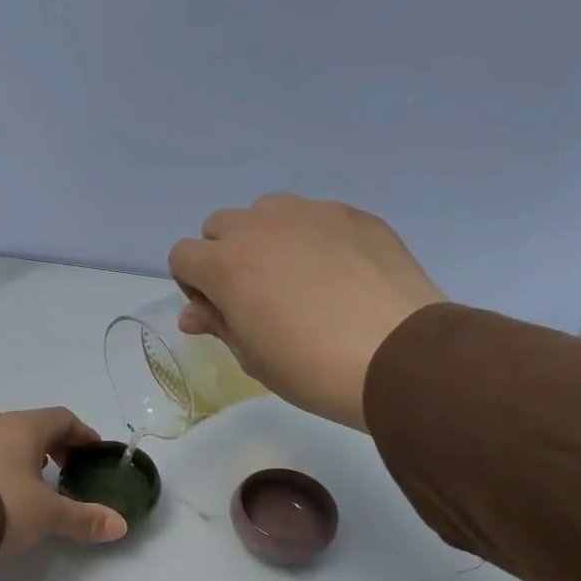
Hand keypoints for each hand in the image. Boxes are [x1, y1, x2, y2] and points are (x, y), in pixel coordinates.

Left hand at [0, 407, 129, 553]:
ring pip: (4, 436)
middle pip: (32, 425)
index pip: (62, 418)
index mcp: (24, 426)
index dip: (82, 434)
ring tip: (34, 478)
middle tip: (66, 467)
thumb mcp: (49, 514)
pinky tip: (2, 488)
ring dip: (23, 452)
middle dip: (53, 443)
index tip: (93, 451)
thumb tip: (121, 526)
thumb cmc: (4, 503)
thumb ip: (84, 518)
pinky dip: (0, 463)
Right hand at [168, 194, 446, 429]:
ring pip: (267, 211)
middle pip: (220, 226)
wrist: (398, 357)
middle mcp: (261, 226)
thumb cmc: (311, 368)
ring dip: (266, 238)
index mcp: (226, 264)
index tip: (221, 311)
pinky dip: (313, 238)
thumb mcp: (253, 357)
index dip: (194, 285)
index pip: (182, 256)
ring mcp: (311, 213)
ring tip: (297, 278)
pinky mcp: (353, 214)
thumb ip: (218, 324)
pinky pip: (315, 216)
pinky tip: (339, 275)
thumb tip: (193, 314)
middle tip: (256, 295)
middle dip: (225, 255)